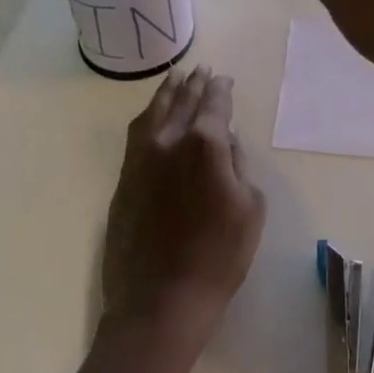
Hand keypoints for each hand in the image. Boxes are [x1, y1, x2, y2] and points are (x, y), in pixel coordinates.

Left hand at [101, 66, 265, 352]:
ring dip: (167, 93)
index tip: (224, 80)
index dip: (220, 90)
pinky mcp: (123, 179)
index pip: (213, 104)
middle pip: (182, 101)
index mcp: (204, 144)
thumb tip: (225, 144)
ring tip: (175, 78)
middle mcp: (168, 141)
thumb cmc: (217, 258)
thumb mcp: (250, 209)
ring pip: (153, 112)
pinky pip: (136, 135)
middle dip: (194, 84)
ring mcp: (140, 159)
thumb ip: (238, 167)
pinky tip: (152, 116)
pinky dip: (147, 117)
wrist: (158, 302)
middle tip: (202, 70)